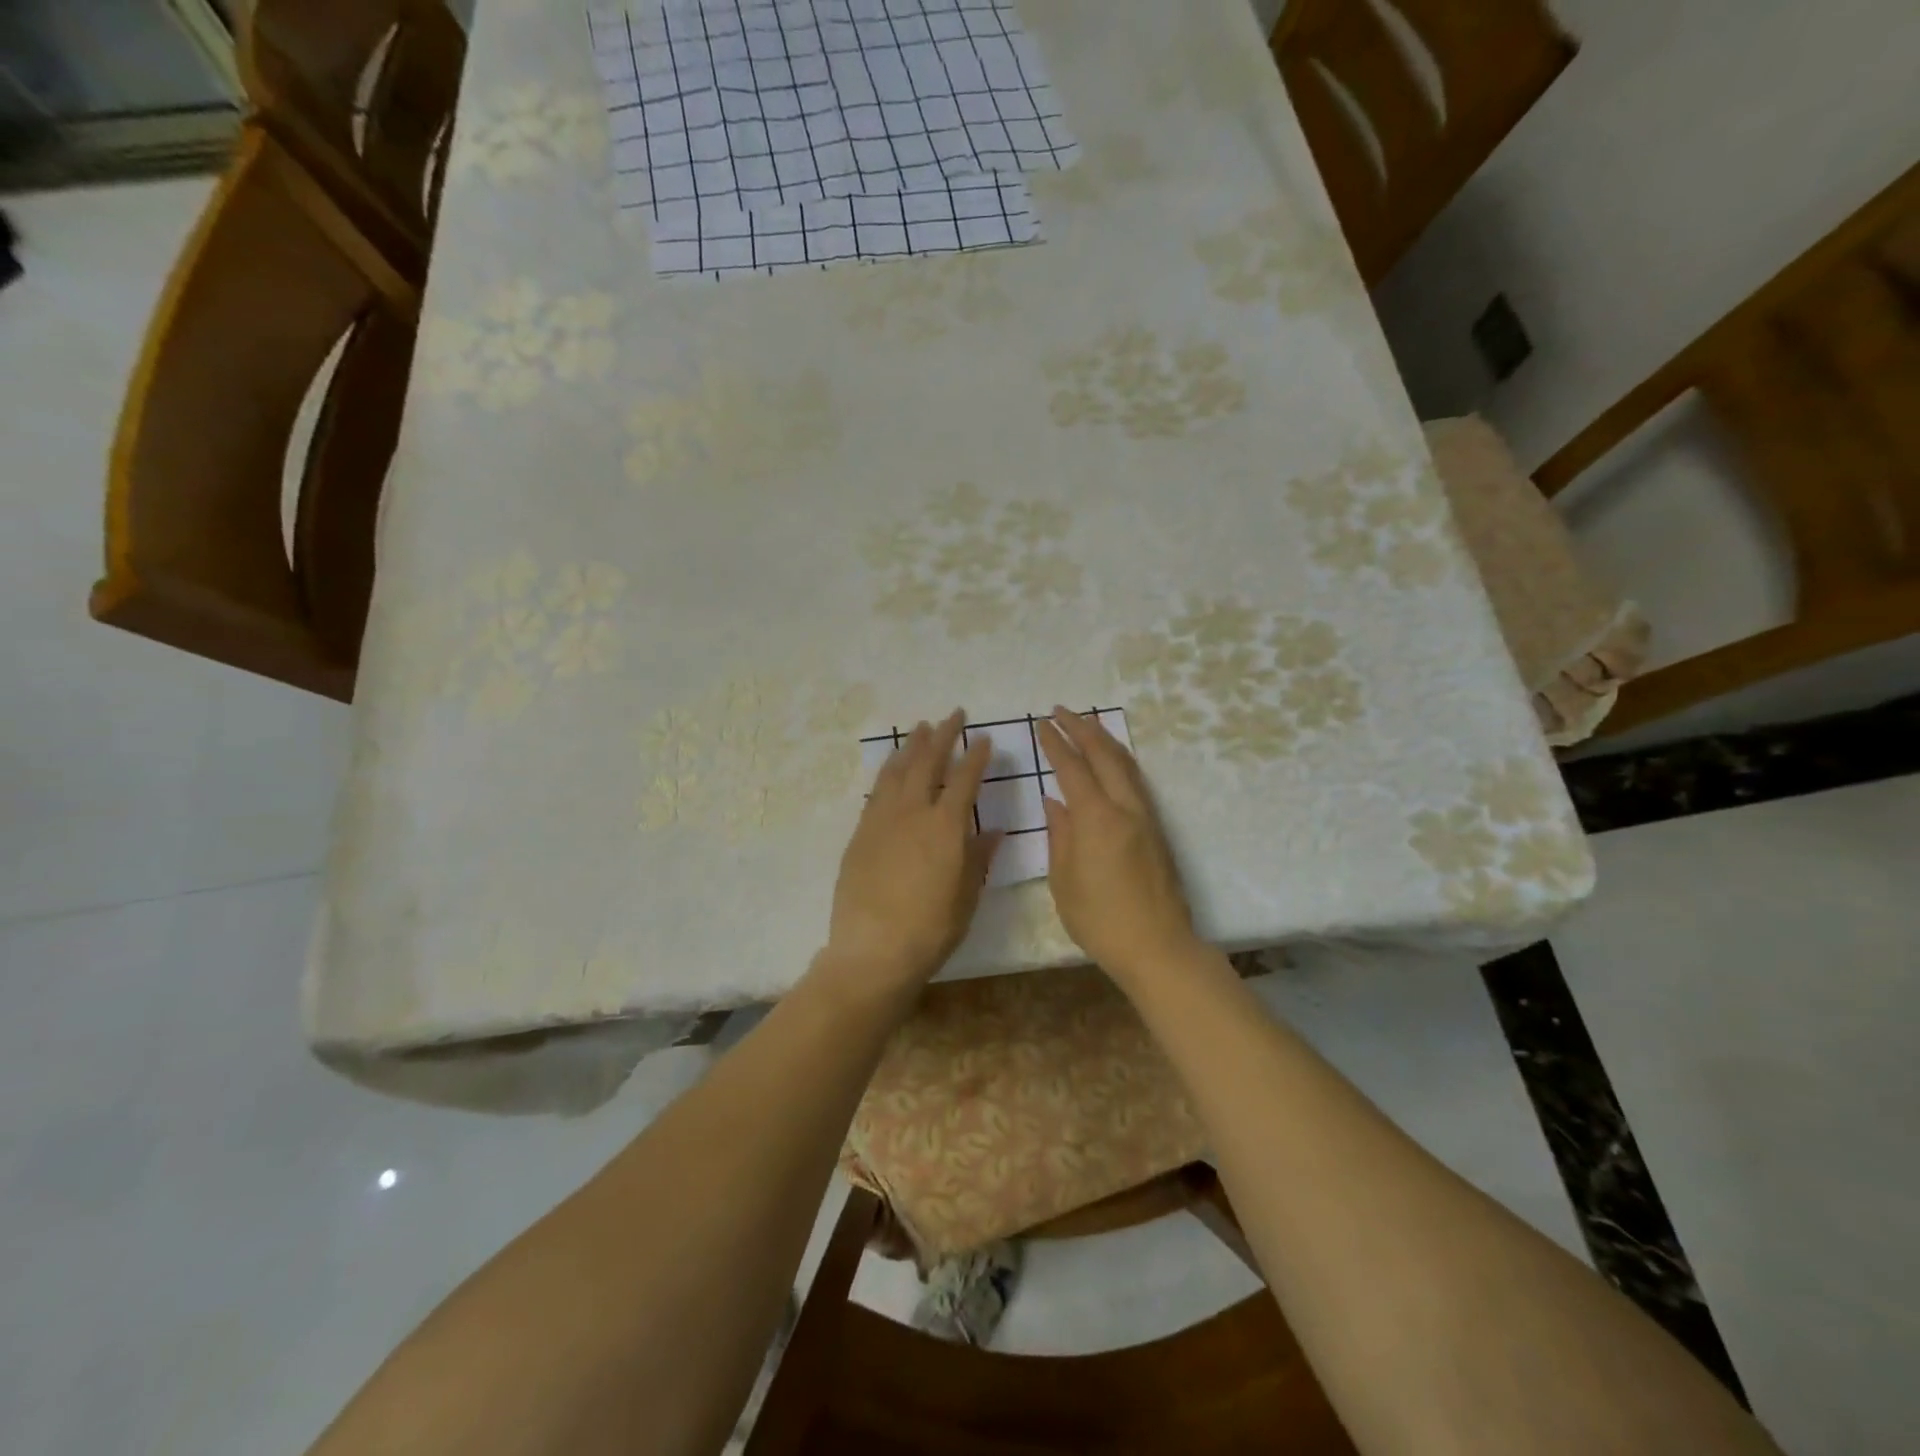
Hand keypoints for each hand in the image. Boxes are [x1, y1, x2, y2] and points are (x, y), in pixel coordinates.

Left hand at [824, 711, 999, 1000]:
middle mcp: (913, 813)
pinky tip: (892, 767)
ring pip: (898, 770)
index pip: (965, 780)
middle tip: (952, 715)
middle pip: (928, 763)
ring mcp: (882, 820)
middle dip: (943, 736)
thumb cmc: (931, 929)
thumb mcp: (966, 896)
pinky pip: (876, 791)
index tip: (984, 739)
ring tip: (921, 728)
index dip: (976, 757)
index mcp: (946, 827)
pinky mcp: (860, 833)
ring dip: (911, 746)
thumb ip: (979, 858)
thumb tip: (994, 831)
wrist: (873, 950)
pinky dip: (888, 771)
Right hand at [1037, 707, 1198, 983]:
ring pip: (1126, 764)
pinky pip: (1136, 781)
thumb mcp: (1064, 880)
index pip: (1072, 768)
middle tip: (1061, 711)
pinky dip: (1119, 761)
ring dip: (1104, 740)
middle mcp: (1125, 808)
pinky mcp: (1157, 829)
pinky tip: (1110, 762)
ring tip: (1086, 724)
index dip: (1055, 743)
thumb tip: (1054, 801)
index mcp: (1096, 819)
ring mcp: (1146, 817)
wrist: (1157, 946)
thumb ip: (1059, 835)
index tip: (1041, 724)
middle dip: (1082, 728)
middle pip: (1104, 755)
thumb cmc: (1100, 920)